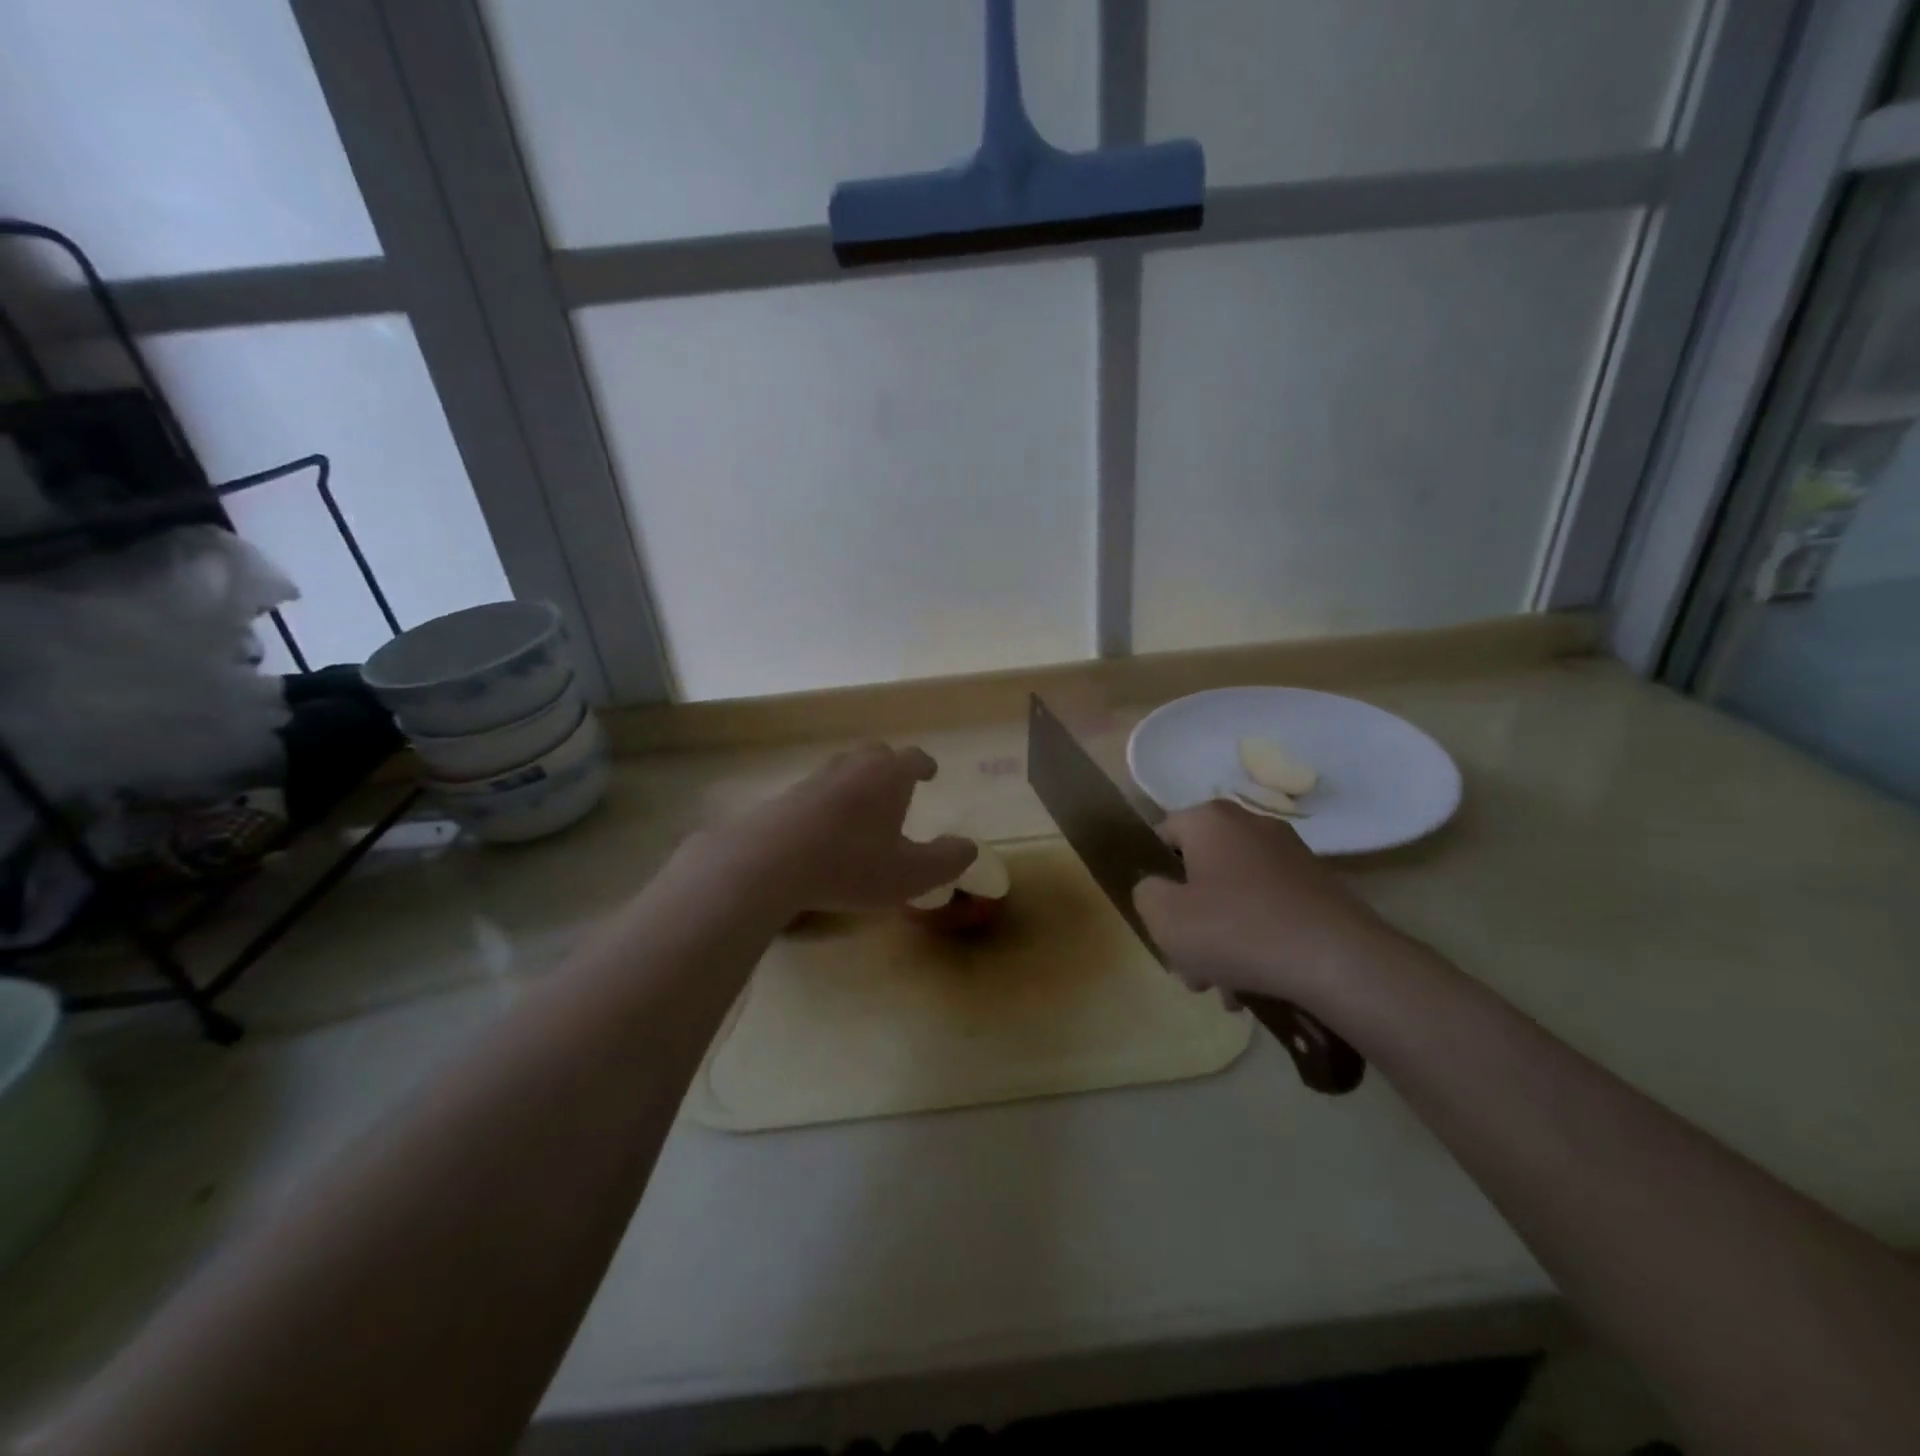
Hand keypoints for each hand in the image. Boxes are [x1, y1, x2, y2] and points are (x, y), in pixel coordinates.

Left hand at [713, 744, 975, 913]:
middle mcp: (852, 768)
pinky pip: (817, 791)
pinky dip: (829, 802)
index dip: (925, 765)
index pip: (913, 758)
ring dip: (857, 783)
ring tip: (863, 807)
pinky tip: (826, 828)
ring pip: (843, 770)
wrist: (770, 862)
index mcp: (888, 776)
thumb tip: (969, 848)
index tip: (931, 772)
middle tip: (898, 784)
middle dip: (890, 766)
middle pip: (876, 754)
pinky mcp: (785, 798)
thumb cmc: (851, 864)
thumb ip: (947, 860)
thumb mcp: (911, 874)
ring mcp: (815, 779)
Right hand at [1131, 799, 1397, 1005]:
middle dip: (1189, 922)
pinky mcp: (1317, 886)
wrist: (1339, 962)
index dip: (1153, 881)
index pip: (1161, 837)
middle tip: (1189, 967)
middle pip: (1199, 872)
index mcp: (1210, 819)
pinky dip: (1256, 939)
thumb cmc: (1237, 931)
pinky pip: (1268, 907)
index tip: (1159, 923)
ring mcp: (1289, 854)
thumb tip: (1157, 889)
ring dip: (1221, 939)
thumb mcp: (1165, 917)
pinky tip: (1256, 982)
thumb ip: (1145, 894)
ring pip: (1233, 895)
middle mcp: (1250, 824)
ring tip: (1225, 989)